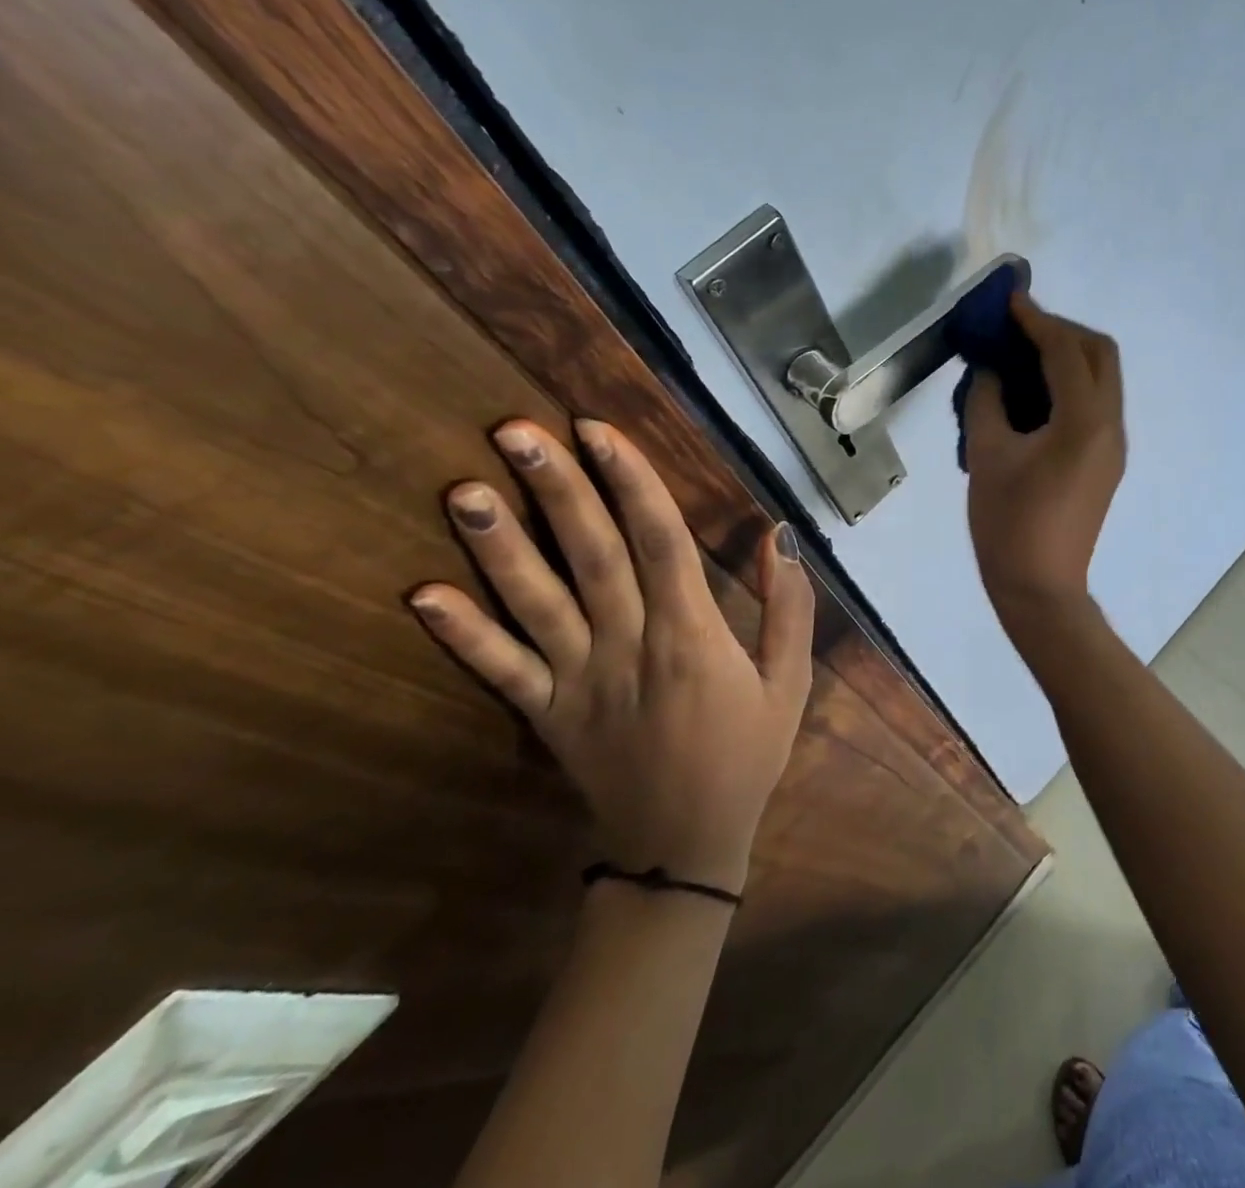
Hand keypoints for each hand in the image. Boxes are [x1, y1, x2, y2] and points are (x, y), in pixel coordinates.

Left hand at [408, 419, 814, 894]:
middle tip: (517, 432)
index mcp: (692, 637)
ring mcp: (579, 682)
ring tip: (462, 491)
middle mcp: (630, 647)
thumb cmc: (746, 755)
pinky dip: (462, 634)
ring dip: (500, 547)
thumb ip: (788, 610)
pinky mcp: (547, 716)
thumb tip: (779, 538)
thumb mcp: (789, 684)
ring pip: (537, 604)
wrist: (684, 847)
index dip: (631, 482)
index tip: (599, 431)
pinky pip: (501, 671)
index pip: (660, 542)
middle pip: (591, 556)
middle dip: (557, 490)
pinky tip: (422, 594)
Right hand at [964, 294, 1125, 616]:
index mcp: (1084, 422)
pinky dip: (1071, 385)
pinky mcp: (1107, 461)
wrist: (1040, 588)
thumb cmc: (1008, 524)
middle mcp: (1111, 425)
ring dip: (1069, 356)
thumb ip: (987, 400)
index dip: (1037, 319)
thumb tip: (991, 370)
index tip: (1009, 300)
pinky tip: (1035, 395)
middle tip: (1019, 329)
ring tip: (1023, 355)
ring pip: (1103, 378)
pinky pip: (1096, 404)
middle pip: (1100, 354)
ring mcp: (1114, 445)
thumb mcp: (986, 455)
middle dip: (1062, 330)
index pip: (1066, 350)